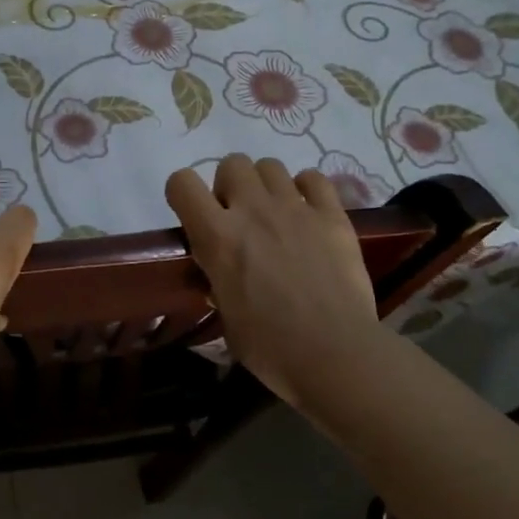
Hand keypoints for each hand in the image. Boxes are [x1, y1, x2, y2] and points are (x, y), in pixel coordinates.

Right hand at [166, 155, 379, 411]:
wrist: (336, 355)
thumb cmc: (271, 348)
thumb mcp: (226, 318)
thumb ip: (218, 285)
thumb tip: (220, 277)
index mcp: (217, 238)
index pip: (182, 183)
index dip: (182, 194)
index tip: (192, 215)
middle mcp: (253, 211)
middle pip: (232, 163)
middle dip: (229, 185)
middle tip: (238, 217)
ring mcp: (296, 209)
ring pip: (270, 165)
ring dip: (265, 185)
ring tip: (274, 214)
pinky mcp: (332, 216)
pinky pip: (314, 178)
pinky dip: (306, 189)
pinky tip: (308, 212)